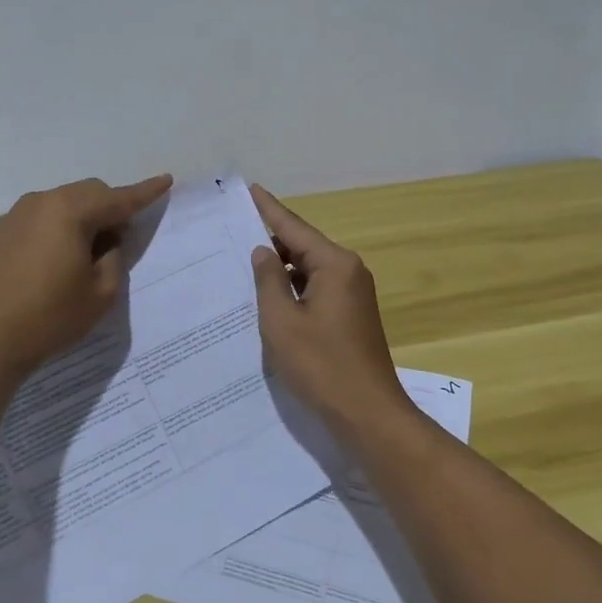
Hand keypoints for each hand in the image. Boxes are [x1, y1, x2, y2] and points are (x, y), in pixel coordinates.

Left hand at [0, 174, 172, 376]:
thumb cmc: (49, 318)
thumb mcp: (101, 293)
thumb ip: (114, 257)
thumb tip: (106, 240)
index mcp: (69, 212)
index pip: (118, 198)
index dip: (145, 192)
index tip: (166, 180)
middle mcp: (39, 203)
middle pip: (87, 193)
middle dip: (109, 209)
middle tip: (119, 241)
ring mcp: (12, 217)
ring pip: (59, 205)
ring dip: (80, 220)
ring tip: (83, 256)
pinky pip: (35, 221)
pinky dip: (53, 231)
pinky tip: (49, 264)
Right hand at [249, 184, 409, 424]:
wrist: (367, 413)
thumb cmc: (321, 365)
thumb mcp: (282, 321)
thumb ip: (269, 281)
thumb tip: (263, 252)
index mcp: (335, 264)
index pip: (293, 228)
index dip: (268, 209)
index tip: (250, 189)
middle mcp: (349, 271)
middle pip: (303, 246)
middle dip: (270, 240)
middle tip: (234, 231)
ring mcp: (353, 294)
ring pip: (309, 269)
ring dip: (281, 268)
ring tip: (243, 262)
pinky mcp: (351, 315)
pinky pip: (317, 288)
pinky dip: (293, 288)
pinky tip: (269, 295)